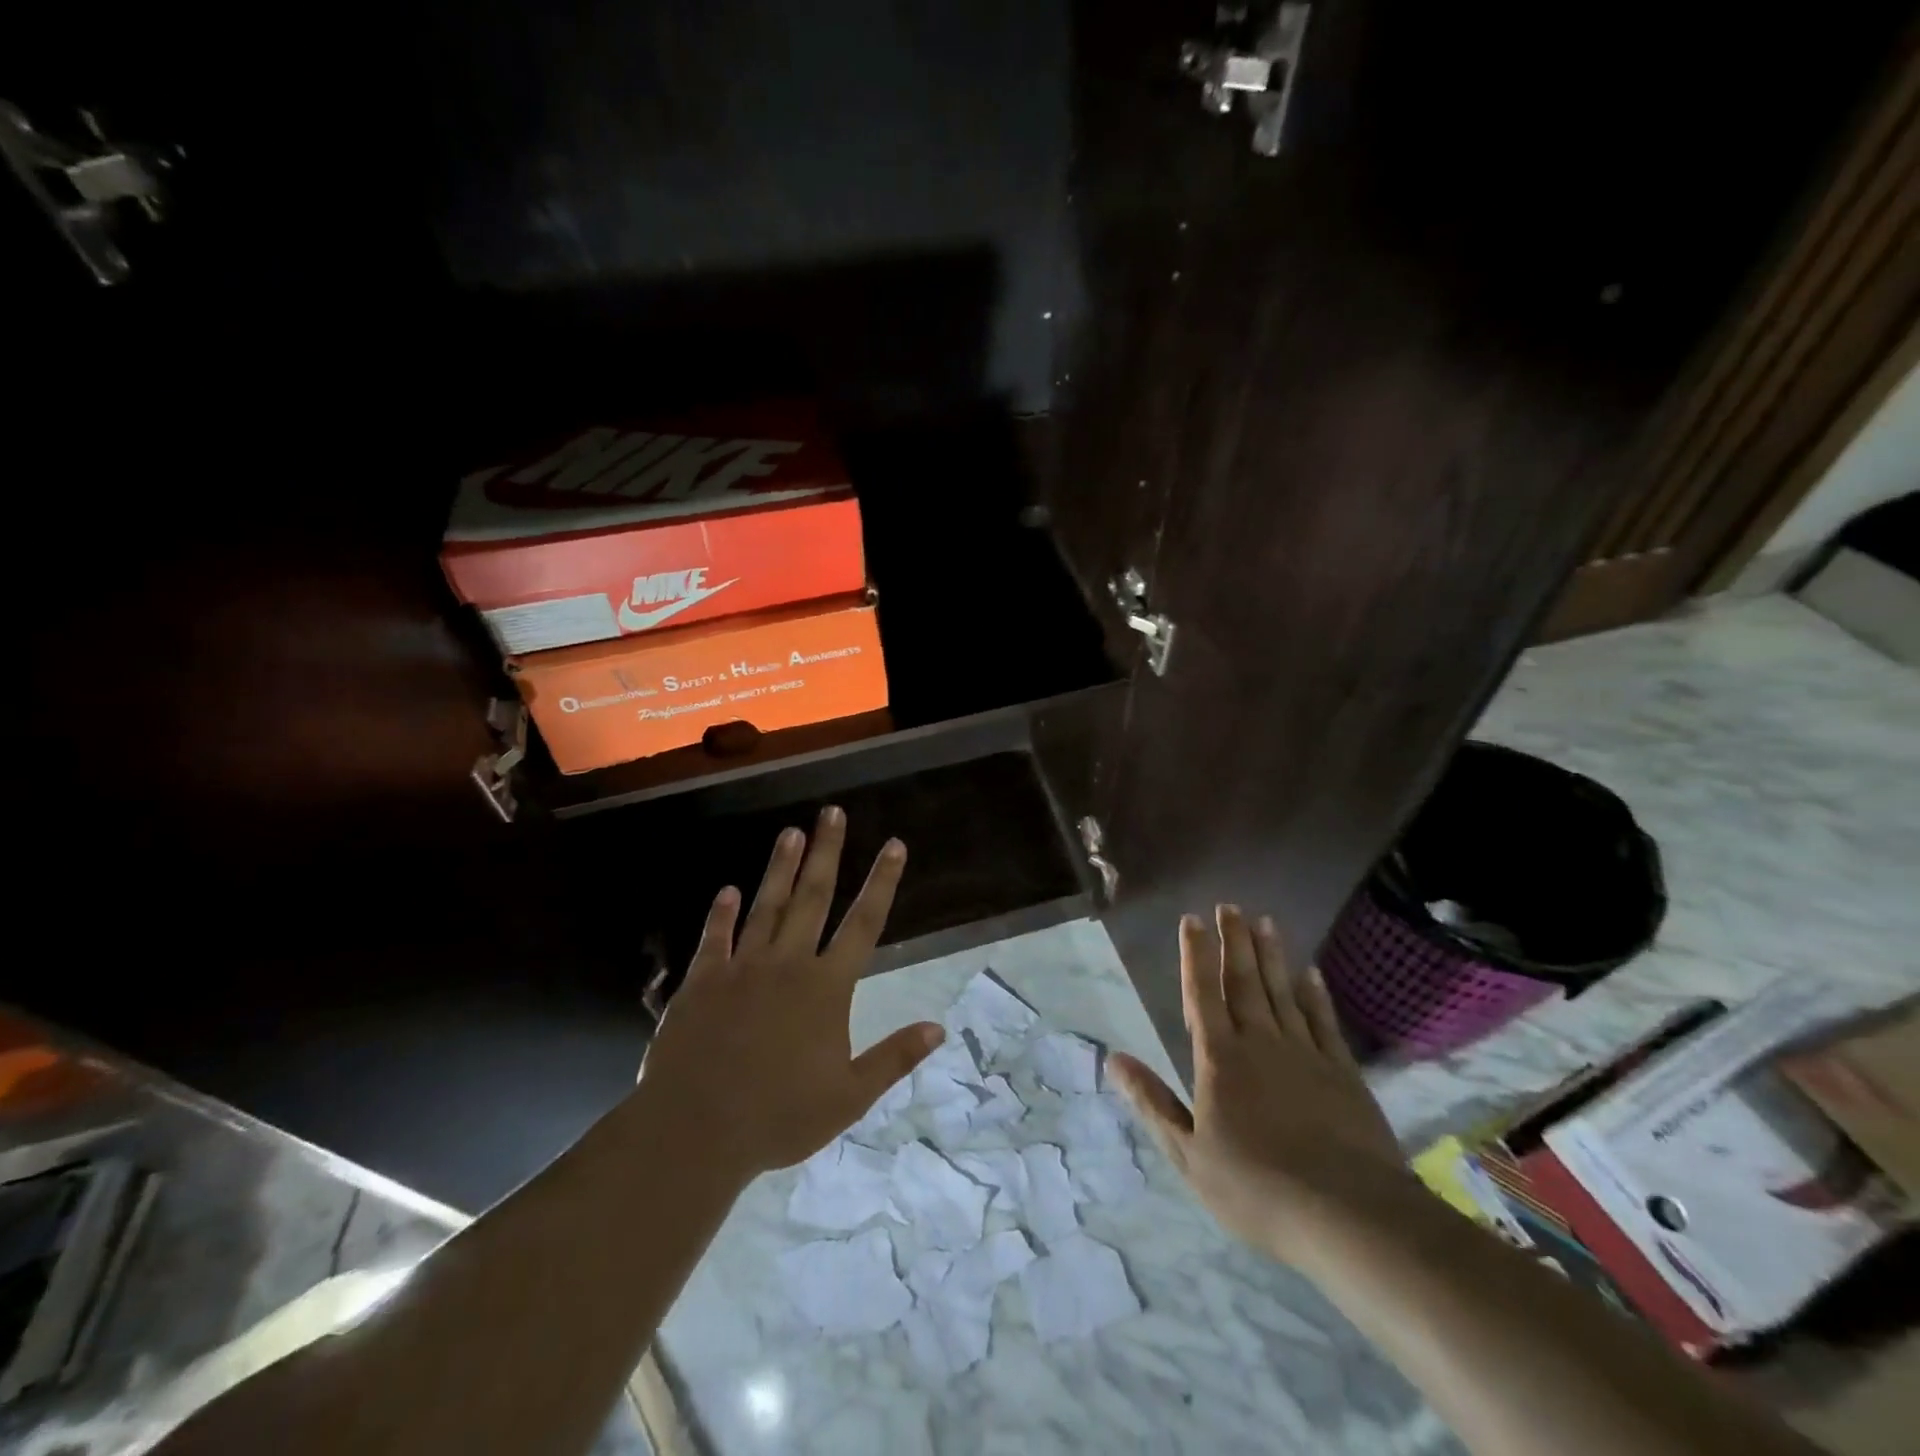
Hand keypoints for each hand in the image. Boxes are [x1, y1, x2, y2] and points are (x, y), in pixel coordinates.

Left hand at [635, 806, 944, 1180]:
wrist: (696, 1130)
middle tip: (832, 813)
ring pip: (766, 905)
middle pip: (813, 897)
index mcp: (826, 987)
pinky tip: (728, 890)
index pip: (863, 923)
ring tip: (791, 832)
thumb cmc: (779, 1116)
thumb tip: (939, 1027)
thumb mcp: (849, 1096)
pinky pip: (714, 938)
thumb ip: (894, 1057)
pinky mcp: (702, 981)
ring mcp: (742, 968)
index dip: (882, 881)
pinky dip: (721, 913)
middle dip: (827, 852)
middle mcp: (787, 964)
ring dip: (780, 867)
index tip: (895, 845)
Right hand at [1110, 906, 1413, 1264]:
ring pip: (1282, 991)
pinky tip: (1309, 972)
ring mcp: (1305, 1054)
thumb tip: (1113, 1059)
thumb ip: (1153, 1103)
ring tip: (1264, 921)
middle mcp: (1260, 1043)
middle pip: (1243, 981)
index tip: (1190, 920)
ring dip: (1271, 955)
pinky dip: (1314, 993)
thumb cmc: (1257, 1188)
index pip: (1201, 994)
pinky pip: (1322, 1020)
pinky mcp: (1342, 1072)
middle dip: (1233, 941)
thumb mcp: (1190, 1155)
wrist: (1349, 1215)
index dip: (1194, 955)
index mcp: (1220, 1059)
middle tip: (1229, 906)